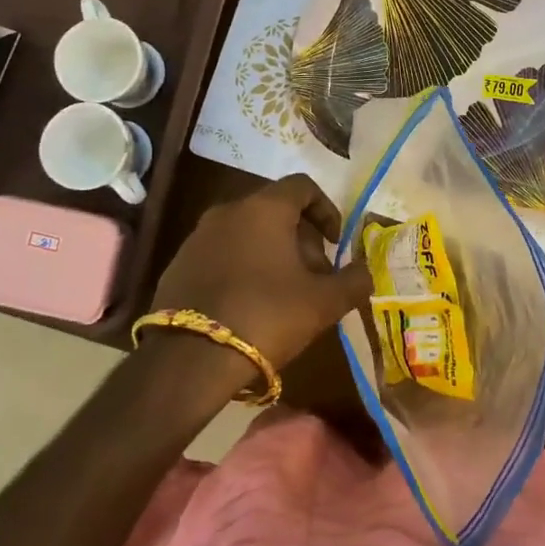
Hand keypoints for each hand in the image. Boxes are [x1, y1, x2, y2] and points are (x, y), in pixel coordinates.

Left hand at [150, 175, 371, 367]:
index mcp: (264, 208)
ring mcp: (198, 236)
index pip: (303, 187)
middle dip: (302, 238)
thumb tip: (366, 271)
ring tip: (285, 293)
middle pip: (275, 210)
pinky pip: (222, 253)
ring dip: (272, 253)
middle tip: (315, 275)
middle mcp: (228, 211)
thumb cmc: (267, 316)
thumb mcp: (324, 303)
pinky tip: (250, 304)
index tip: (336, 243)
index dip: (327, 210)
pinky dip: (243, 266)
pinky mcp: (178, 264)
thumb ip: (353, 281)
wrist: (189, 358)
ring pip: (247, 232)